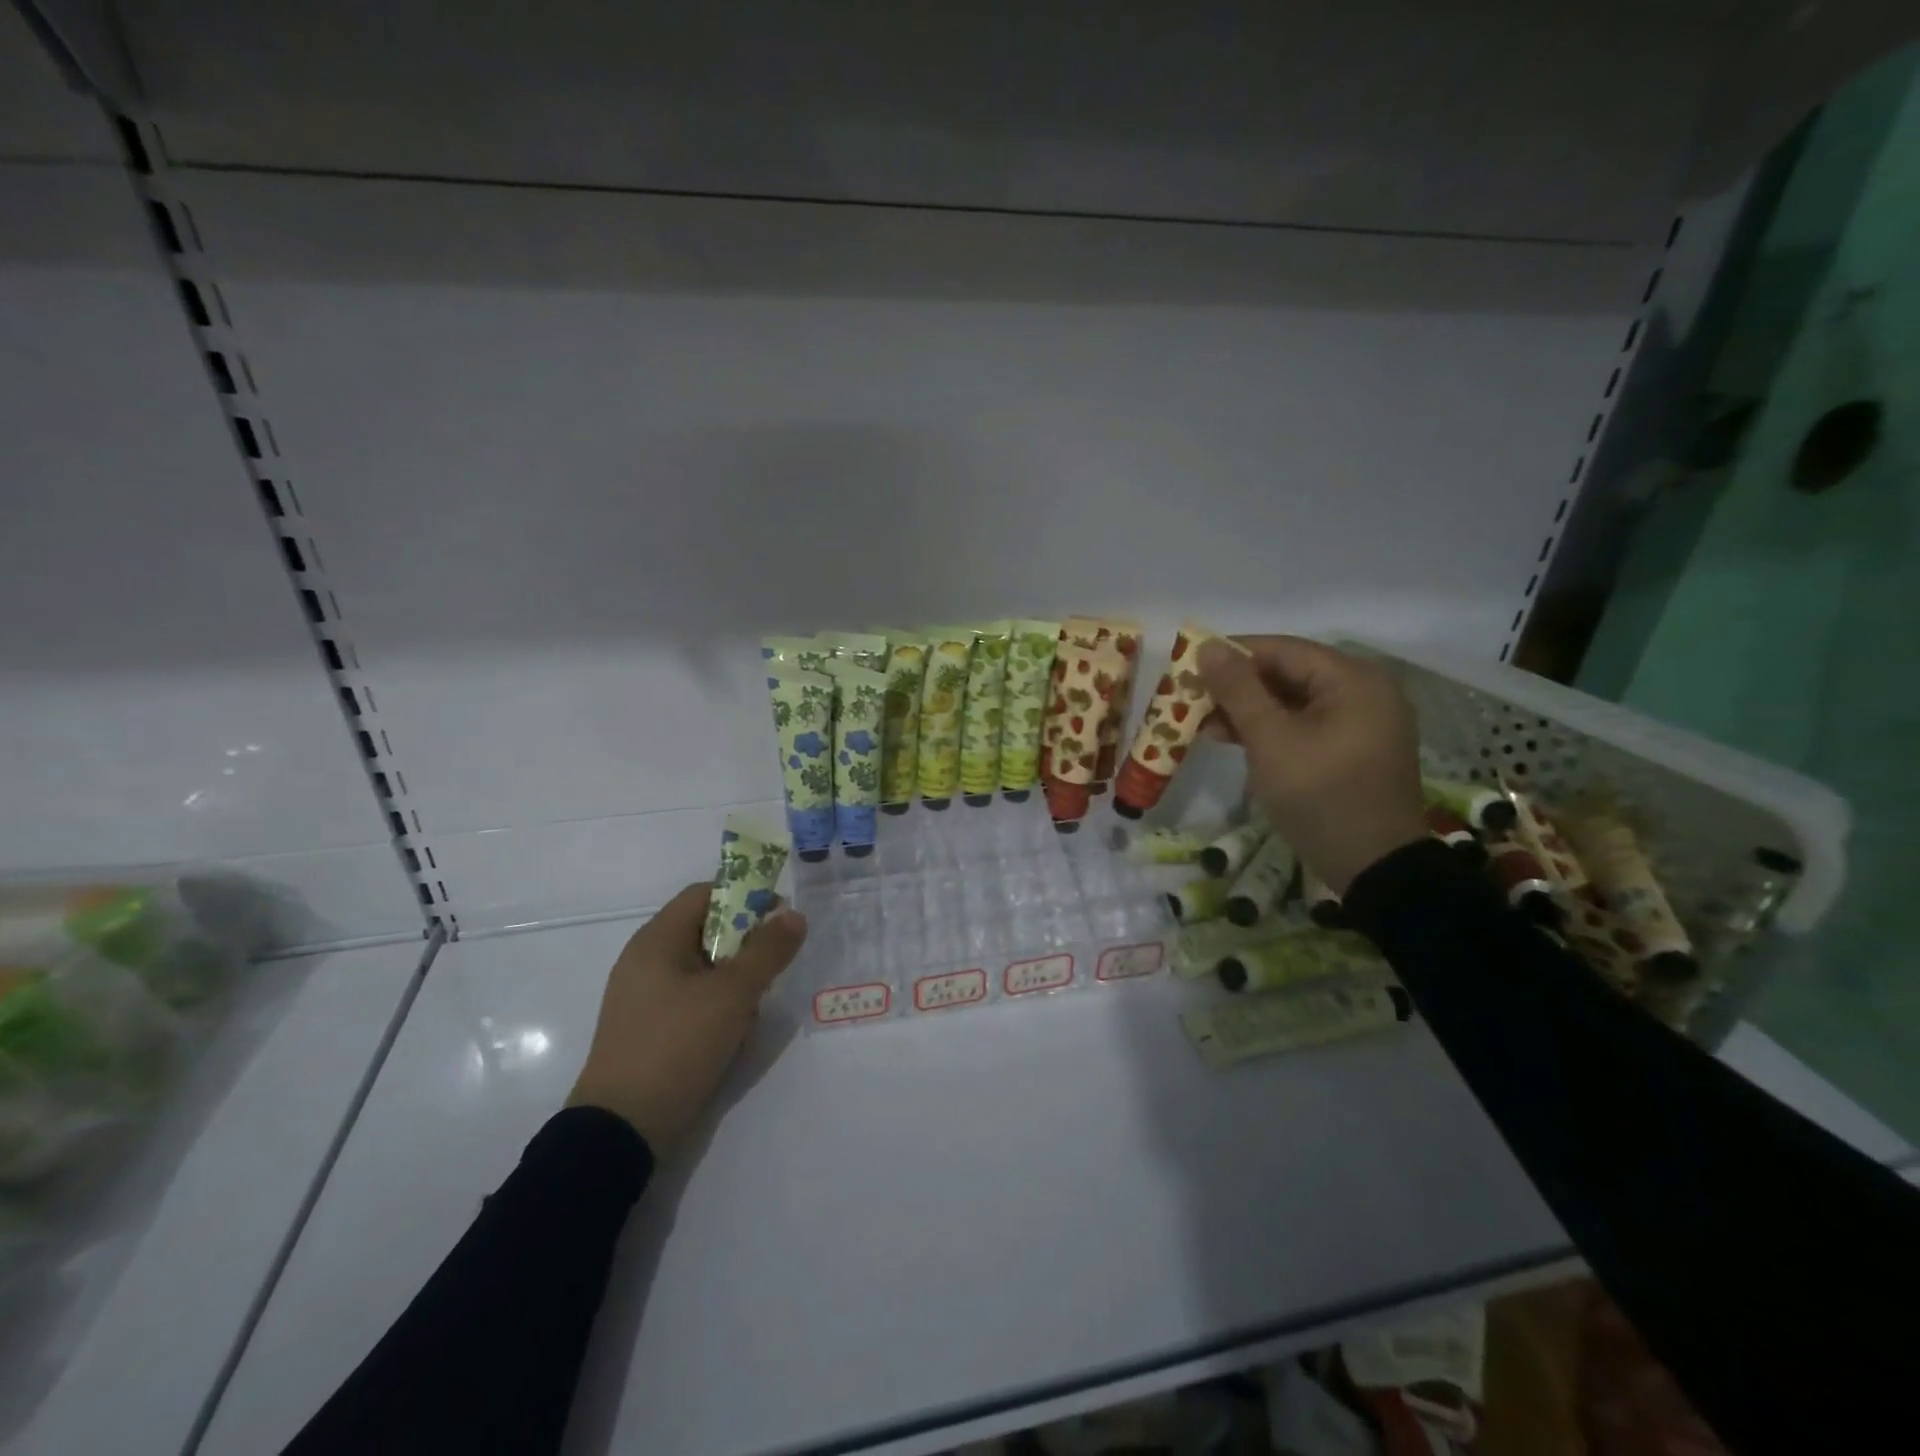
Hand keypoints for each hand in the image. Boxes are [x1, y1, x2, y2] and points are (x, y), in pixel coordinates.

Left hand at [567, 883, 805, 1151]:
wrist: (621, 1131)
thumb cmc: (677, 1046)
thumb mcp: (733, 994)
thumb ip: (768, 950)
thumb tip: (794, 915)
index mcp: (657, 939)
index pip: (706, 893)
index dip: (746, 896)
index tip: (779, 919)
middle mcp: (646, 960)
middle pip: (706, 930)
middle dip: (745, 946)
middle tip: (770, 970)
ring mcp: (644, 997)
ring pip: (704, 969)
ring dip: (735, 982)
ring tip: (751, 1011)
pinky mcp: (648, 1030)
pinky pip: (692, 1000)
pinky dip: (717, 1007)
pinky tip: (732, 1036)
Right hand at [1197, 636, 1427, 893]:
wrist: (1374, 867)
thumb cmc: (1320, 796)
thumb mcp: (1270, 741)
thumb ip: (1238, 690)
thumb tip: (1207, 646)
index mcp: (1353, 679)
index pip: (1282, 649)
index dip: (1232, 654)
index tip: (1189, 667)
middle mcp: (1365, 690)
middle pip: (1289, 672)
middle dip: (1238, 686)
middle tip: (1193, 700)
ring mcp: (1363, 721)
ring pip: (1295, 700)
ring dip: (1250, 710)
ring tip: (1206, 725)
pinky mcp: (1355, 747)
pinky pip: (1307, 723)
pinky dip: (1272, 728)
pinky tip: (1236, 740)